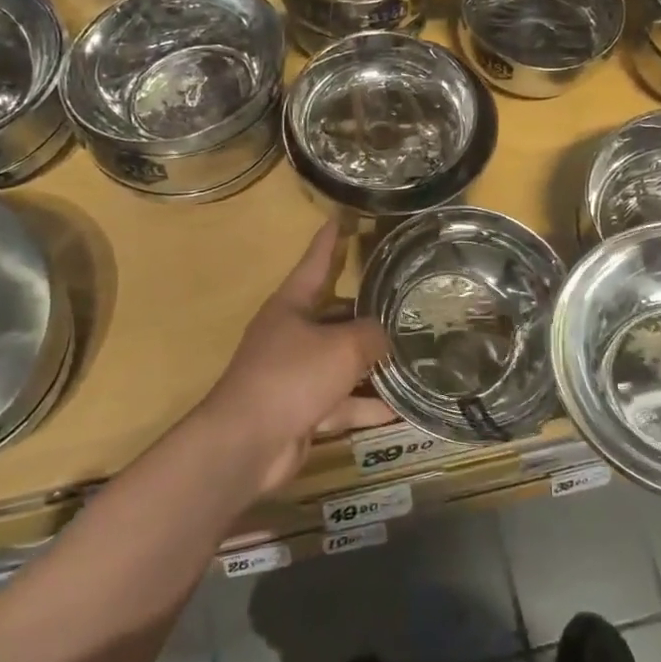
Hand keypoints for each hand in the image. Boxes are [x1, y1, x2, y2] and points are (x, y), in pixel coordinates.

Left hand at [196, 222, 394, 494]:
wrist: (247, 443)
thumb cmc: (292, 377)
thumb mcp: (341, 347)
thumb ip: (370, 336)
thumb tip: (384, 337)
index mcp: (291, 306)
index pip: (315, 264)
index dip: (330, 242)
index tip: (341, 218)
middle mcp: (291, 335)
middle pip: (334, 316)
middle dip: (365, 312)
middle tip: (402, 303)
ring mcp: (296, 375)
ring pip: (341, 362)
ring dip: (372, 365)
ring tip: (412, 356)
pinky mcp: (303, 410)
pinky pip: (342, 402)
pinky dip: (367, 406)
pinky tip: (402, 409)